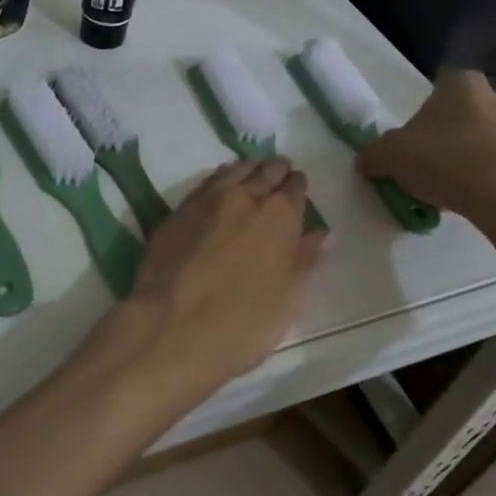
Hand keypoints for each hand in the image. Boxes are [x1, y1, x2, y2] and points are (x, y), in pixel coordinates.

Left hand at [117, 159, 329, 401]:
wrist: (172, 326)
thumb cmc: (243, 322)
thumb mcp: (288, 298)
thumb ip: (306, 259)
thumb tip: (323, 233)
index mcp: (279, 216)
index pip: (294, 188)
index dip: (297, 186)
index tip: (298, 185)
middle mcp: (245, 197)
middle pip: (264, 172)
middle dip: (275, 170)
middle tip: (279, 169)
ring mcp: (207, 201)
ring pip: (233, 171)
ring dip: (247, 169)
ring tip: (253, 171)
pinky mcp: (177, 211)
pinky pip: (206, 183)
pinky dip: (220, 178)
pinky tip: (220, 186)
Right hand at [357, 71, 495, 219]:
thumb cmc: (444, 159)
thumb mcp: (390, 155)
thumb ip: (373, 154)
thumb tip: (366, 160)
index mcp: (461, 83)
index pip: (440, 83)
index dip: (425, 107)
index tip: (413, 131)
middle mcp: (494, 97)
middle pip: (462, 111)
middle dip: (445, 131)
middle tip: (424, 157)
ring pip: (481, 137)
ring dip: (465, 154)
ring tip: (444, 183)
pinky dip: (483, 175)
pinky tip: (466, 195)